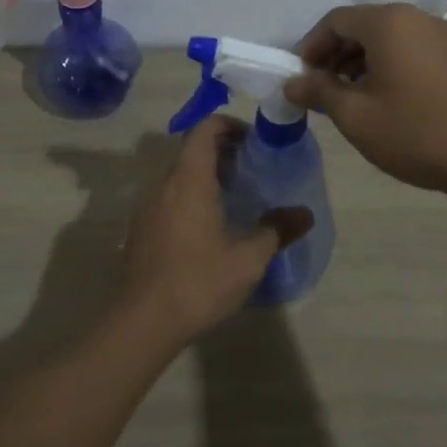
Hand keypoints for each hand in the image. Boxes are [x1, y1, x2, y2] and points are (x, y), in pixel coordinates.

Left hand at [117, 117, 313, 343]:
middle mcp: (164, 184)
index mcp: (189, 179)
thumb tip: (305, 214)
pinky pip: (168, 197)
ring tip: (234, 197)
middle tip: (251, 169)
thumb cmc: (199, 281)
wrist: (143, 320)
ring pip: (178, 175)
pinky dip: (189, 196)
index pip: (204, 129)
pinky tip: (208, 227)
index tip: (253, 140)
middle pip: (191, 150)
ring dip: (204, 175)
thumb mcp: (248, 258)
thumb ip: (277, 230)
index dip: (229, 125)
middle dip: (221, 151)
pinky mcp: (141, 229)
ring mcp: (148, 206)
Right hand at [284, 3, 446, 198]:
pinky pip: (411, 51)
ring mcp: (443, 36)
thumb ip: (319, 92)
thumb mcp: (356, 116)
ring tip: (350, 99)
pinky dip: (388, 67)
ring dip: (360, 63)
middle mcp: (416, 18)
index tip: (299, 78)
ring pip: (388, 40)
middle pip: (362, 26)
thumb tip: (292, 82)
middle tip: (320, 90)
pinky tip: (386, 101)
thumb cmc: (416, 132)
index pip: (335, 21)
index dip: (310, 47)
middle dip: (334, 55)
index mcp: (388, 22)